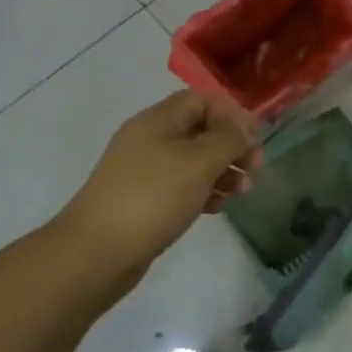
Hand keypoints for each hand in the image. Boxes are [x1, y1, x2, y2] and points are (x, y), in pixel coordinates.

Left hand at [51, 90, 262, 267]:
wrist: (96, 252)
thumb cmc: (153, 197)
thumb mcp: (199, 161)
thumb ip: (227, 138)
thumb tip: (241, 126)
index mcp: (158, 120)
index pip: (201, 100)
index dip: (231, 113)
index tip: (255, 136)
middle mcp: (149, 139)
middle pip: (199, 130)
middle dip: (231, 145)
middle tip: (256, 166)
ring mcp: (143, 171)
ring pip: (193, 160)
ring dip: (222, 170)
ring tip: (243, 191)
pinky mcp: (142, 200)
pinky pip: (180, 186)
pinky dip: (203, 191)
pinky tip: (218, 207)